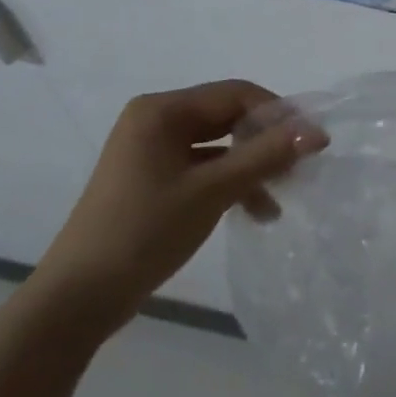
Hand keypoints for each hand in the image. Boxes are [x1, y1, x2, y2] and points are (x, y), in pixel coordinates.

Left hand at [28, 80, 320, 335]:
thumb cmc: (144, 232)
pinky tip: (254, 211)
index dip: (278, 114)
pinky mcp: (151, 179)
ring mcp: (151, 151)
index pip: (236, 94)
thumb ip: (267, 155)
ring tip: (279, 198)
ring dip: (251, 168)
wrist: (76, 302)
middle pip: (228, 117)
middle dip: (265, 143)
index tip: (311, 143)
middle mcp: (155, 120)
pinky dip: (230, 183)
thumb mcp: (213, 191)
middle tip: (298, 170)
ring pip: (219, 145)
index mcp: (162, 110)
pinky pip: (203, 167)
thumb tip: (319, 131)